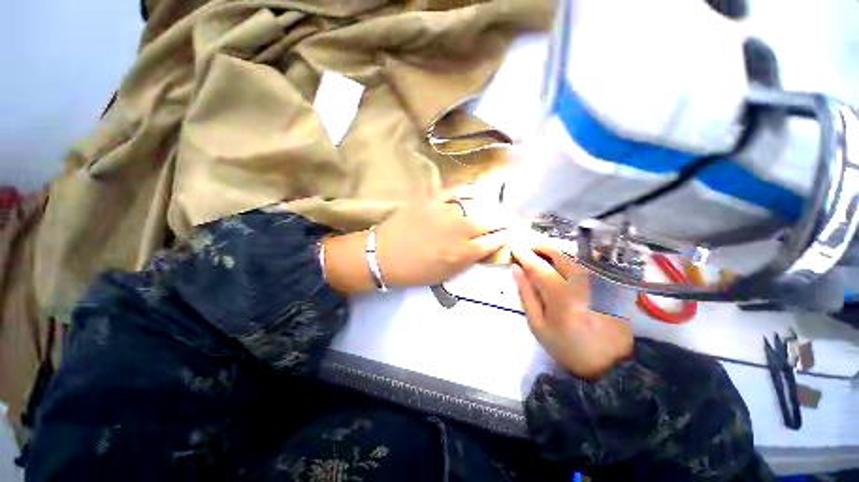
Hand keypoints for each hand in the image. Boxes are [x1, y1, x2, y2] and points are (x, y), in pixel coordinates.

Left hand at [375, 191, 509, 286]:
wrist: (383, 255)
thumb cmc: (415, 271)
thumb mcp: (445, 274)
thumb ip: (468, 260)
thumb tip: (485, 247)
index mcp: (462, 252)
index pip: (494, 241)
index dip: (506, 237)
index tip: (512, 234)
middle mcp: (458, 230)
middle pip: (491, 221)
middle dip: (505, 220)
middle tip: (510, 219)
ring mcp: (445, 211)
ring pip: (477, 204)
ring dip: (491, 206)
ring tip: (496, 207)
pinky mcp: (432, 199)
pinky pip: (456, 190)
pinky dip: (469, 190)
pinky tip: (476, 192)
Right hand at [511, 244, 632, 379]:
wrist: (611, 366)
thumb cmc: (567, 347)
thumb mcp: (538, 325)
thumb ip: (526, 294)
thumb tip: (517, 269)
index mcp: (562, 296)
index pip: (538, 267)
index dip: (524, 254)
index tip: (514, 246)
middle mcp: (583, 283)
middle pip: (560, 254)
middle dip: (541, 247)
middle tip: (529, 249)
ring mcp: (600, 282)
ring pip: (574, 255)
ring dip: (555, 252)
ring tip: (543, 256)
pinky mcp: (610, 284)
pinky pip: (587, 263)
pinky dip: (571, 259)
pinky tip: (563, 266)